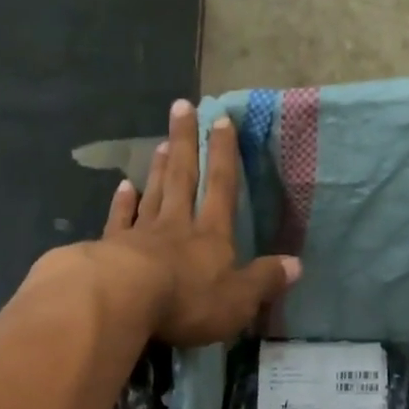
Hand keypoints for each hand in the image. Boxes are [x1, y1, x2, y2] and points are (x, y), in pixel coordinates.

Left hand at [100, 99, 300, 347]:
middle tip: (182, 107)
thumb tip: (296, 264)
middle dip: (186, 144)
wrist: (125, 301)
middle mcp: (177, 226)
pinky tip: (123, 187)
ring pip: (153, 194)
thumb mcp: (238, 299)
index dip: (224, 155)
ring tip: (161, 143)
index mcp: (211, 237)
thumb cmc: (188, 301)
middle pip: (183, 178)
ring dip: (158, 168)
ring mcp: (141, 235)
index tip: (222, 120)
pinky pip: (120, 220)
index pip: (222, 189)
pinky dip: (122, 203)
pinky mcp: (112, 249)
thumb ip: (265, 280)